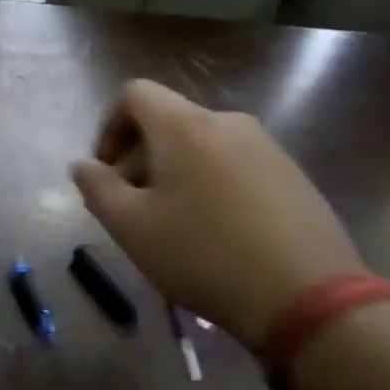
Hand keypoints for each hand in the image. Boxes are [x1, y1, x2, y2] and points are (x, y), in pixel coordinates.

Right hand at [70, 80, 365, 345]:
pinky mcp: (291, 175)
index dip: (108, 127)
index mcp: (184, 127)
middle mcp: (227, 122)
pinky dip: (208, 186)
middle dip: (138, 159)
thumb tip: (84, 165)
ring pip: (200, 146)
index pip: (135, 94)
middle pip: (167, 122)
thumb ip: (97, 188)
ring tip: (171, 227)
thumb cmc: (202, 254)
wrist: (306, 295)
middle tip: (130, 211)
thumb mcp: (130, 226)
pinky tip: (213, 234)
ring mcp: (266, 147)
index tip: (105, 173)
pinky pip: (232, 166)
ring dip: (172, 175)